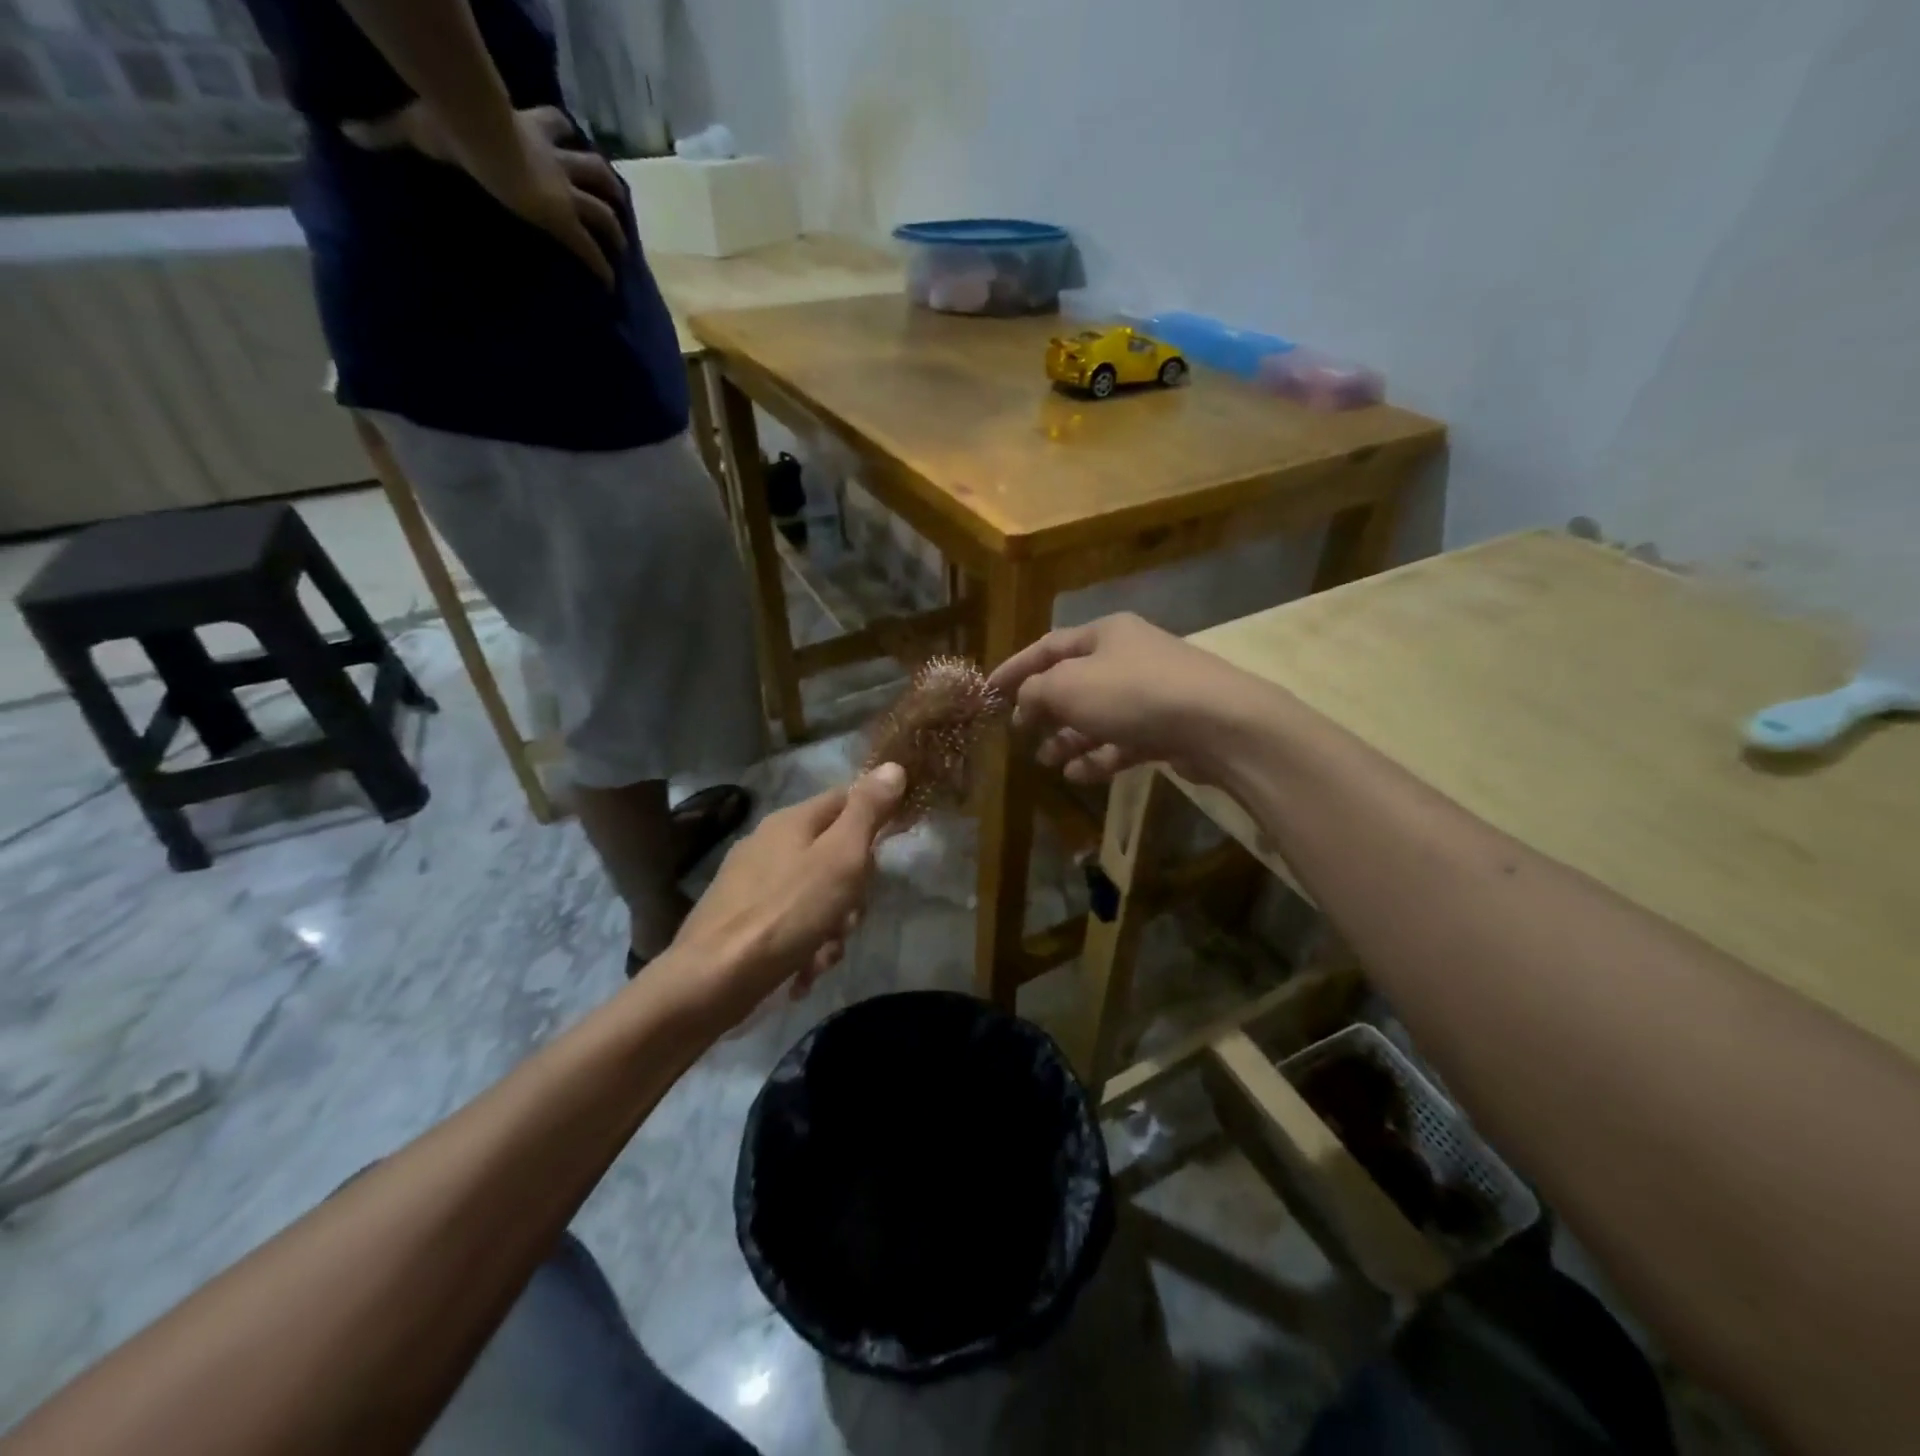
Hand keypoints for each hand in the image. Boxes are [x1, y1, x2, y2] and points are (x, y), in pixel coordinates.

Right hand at [344, 102, 625, 286]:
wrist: (474, 132)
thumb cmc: (449, 123)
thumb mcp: (416, 124)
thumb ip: (386, 131)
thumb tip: (346, 131)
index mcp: (526, 129)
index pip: (554, 124)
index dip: (564, 132)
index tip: (571, 138)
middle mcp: (554, 161)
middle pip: (594, 168)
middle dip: (606, 184)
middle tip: (614, 201)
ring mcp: (562, 192)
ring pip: (605, 210)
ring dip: (616, 228)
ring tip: (622, 248)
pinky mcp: (562, 220)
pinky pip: (590, 251)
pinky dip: (602, 269)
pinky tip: (610, 286)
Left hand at [663, 765, 906, 1027]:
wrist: (712, 980)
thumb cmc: (787, 912)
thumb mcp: (840, 857)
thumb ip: (868, 812)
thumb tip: (893, 766)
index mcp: (791, 820)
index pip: (846, 799)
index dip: (873, 821)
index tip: (887, 856)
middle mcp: (768, 844)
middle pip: (833, 855)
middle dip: (852, 892)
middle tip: (850, 916)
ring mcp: (751, 884)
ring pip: (815, 896)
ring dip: (831, 928)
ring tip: (824, 955)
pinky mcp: (740, 922)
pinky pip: (790, 925)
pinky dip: (804, 947)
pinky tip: (803, 972)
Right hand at [988, 613, 1256, 785]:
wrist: (1218, 723)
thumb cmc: (1133, 693)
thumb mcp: (1069, 686)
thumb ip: (1035, 693)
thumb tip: (1023, 704)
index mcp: (1105, 634)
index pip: (1048, 646)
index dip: (1015, 668)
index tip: (988, 690)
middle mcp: (1128, 657)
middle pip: (1075, 682)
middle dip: (1045, 709)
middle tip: (1020, 733)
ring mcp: (1152, 694)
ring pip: (1098, 716)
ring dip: (1069, 738)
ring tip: (1047, 761)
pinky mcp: (1168, 727)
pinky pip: (1123, 741)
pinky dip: (1099, 756)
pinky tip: (1079, 775)